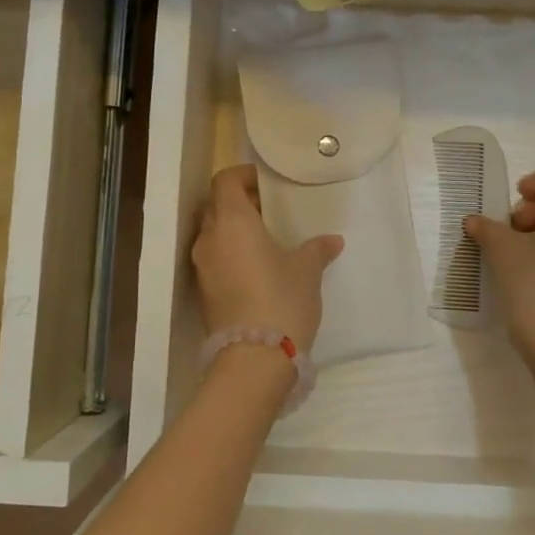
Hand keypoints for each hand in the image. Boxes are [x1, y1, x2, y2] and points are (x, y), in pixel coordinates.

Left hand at [192, 164, 343, 351]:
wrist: (254, 358)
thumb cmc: (282, 299)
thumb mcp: (307, 270)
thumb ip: (317, 249)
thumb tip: (332, 241)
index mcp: (232, 221)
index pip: (225, 181)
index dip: (243, 176)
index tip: (267, 183)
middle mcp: (209, 238)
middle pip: (216, 205)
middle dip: (240, 202)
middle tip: (271, 209)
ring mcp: (202, 266)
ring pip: (214, 233)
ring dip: (235, 229)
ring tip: (267, 238)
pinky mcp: (204, 291)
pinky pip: (215, 258)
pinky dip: (231, 252)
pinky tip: (258, 266)